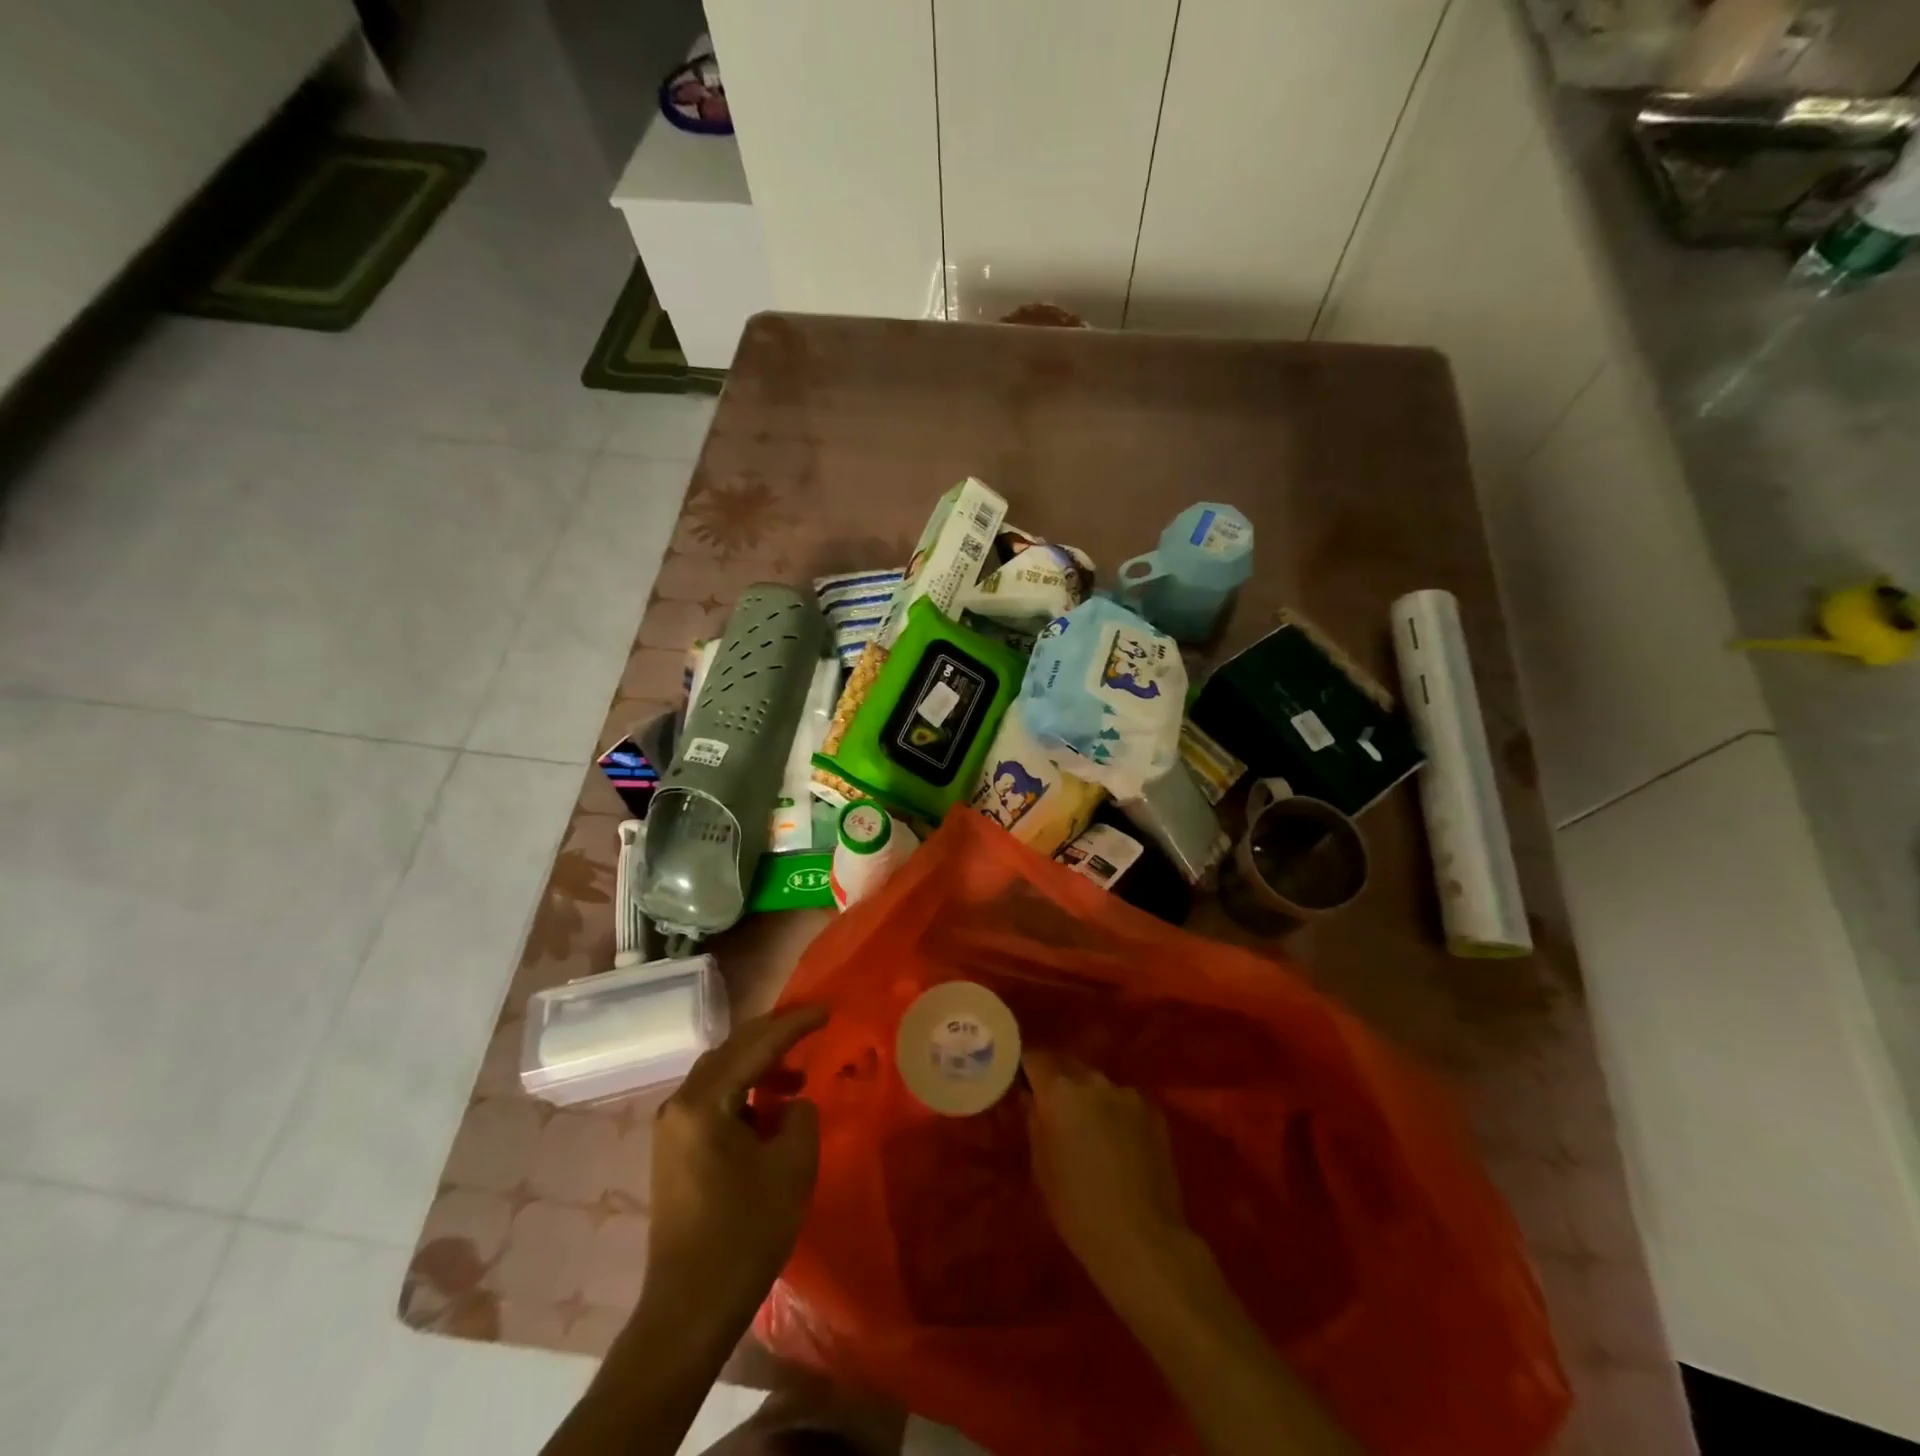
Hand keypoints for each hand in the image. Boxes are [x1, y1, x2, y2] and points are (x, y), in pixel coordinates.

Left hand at [645, 1006, 827, 1322]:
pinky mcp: (673, 1151)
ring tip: (796, 1076)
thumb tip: (791, 1104)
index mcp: (703, 1101)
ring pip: (721, 1073)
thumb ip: (800, 1116)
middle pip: (732, 1050)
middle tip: (812, 1028)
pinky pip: (713, 1099)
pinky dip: (743, 1092)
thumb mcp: (791, 1166)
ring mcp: (671, 1128)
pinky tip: (769, 1110)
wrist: (688, 1310)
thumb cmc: (744, 1234)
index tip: (828, 1011)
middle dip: (774, 1036)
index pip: (756, 1045)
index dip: (795, 1025)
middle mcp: (679, 1104)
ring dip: (759, 1065)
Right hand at [1024, 1051, 1189, 1296]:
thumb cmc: (1077, 1208)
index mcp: (1059, 1092)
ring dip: (1089, 1098)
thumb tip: (1031, 1099)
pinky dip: (1116, 1113)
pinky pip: (1125, 1102)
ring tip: (1090, 1129)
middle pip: (1068, 1066)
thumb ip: (1034, 1121)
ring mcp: (1128, 1094)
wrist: (1142, 1240)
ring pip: (1099, 1085)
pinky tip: (1120, 1143)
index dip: (1025, 1067)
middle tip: (1052, 1106)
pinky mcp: (1154, 1111)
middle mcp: (1094, 1081)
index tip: (1020, 1080)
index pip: (1035, 1058)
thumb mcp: (1041, 1166)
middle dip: (1057, 1080)